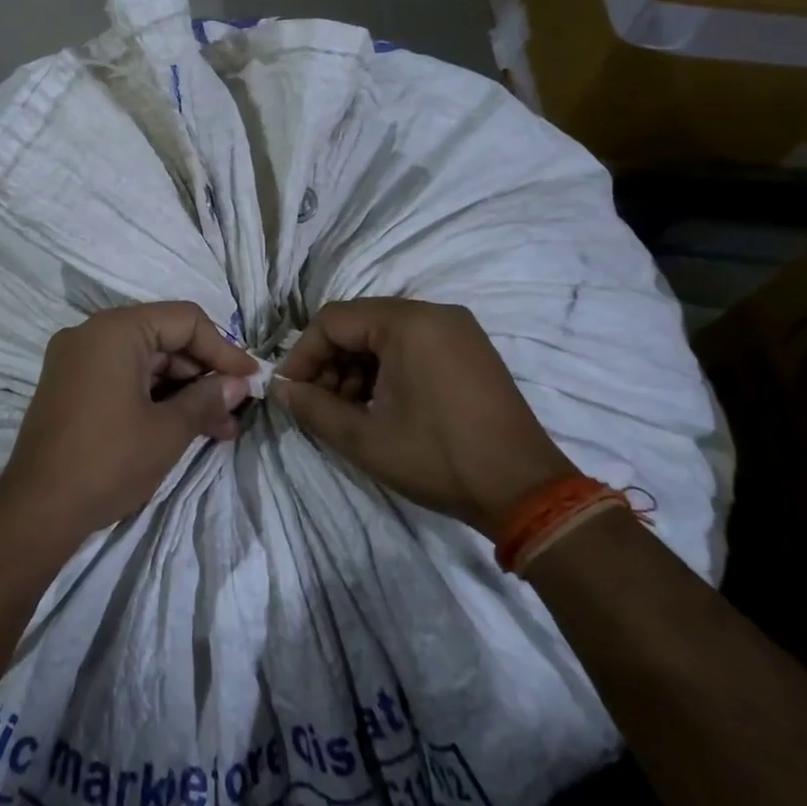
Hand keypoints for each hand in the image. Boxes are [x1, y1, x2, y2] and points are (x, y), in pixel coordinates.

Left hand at [0, 303, 257, 548]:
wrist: (36, 510)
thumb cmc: (108, 461)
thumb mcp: (168, 431)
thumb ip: (207, 399)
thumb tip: (237, 384)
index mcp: (114, 330)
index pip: (184, 321)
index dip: (223, 350)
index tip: (252, 380)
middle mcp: (91, 334)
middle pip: (163, 339)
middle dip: (203, 375)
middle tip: (236, 412)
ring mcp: (75, 360)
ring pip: (144, 362)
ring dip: (182, 391)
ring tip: (219, 429)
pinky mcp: (69, 387)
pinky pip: (121, 378)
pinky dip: (153, 397)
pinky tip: (183, 426)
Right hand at [273, 298, 574, 536]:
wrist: (526, 492)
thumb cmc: (439, 459)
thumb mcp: (365, 438)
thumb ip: (313, 408)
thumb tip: (280, 390)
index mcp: (408, 323)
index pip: (333, 321)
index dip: (303, 355)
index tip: (289, 391)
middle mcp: (434, 314)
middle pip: (359, 324)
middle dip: (330, 363)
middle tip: (316, 404)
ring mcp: (457, 330)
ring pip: (384, 336)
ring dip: (356, 368)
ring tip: (346, 411)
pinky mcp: (470, 351)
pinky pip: (412, 346)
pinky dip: (386, 370)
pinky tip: (379, 406)